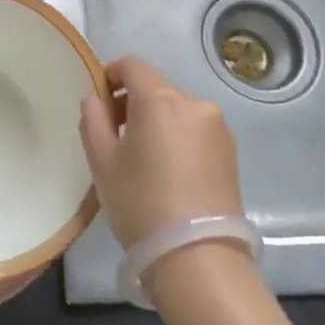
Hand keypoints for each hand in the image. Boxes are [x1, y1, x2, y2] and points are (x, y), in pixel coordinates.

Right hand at [79, 57, 244, 250]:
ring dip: (158, 122)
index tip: (99, 101)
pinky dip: (179, 138)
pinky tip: (170, 173)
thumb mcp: (102, 162)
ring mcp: (218, 128)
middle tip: (115, 137)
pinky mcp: (231, 152)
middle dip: (132, 103)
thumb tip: (95, 99)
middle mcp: (194, 103)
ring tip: (144, 160)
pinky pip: (196, 131)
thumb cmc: (141, 204)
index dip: (110, 75)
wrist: (198, 259)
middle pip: (156, 88)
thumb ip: (92, 120)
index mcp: (160, 100)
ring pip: (177, 111)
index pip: (132, 66)